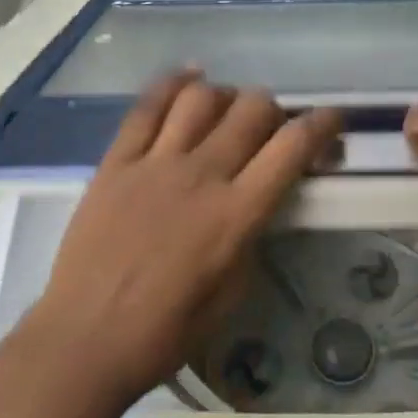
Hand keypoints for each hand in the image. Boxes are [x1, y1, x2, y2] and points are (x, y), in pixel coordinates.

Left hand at [26, 73, 341, 403]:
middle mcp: (202, 175)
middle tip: (269, 128)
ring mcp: (156, 163)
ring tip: (227, 110)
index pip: (293, 147)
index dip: (322, 124)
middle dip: (273, 109)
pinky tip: (190, 78)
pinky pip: (147, 106)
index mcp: (237, 213)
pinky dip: (173, 84)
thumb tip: (257, 199)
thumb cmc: (166, 331)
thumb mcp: (232, 291)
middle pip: (252, 109)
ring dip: (226, 96)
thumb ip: (251, 235)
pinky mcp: (117, 161)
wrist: (85, 339)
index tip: (332, 120)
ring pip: (203, 98)